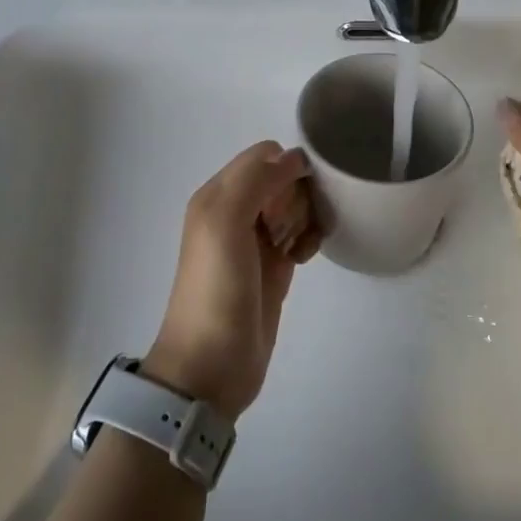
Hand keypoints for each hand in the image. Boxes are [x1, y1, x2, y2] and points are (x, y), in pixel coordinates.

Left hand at [145, 142, 320, 419]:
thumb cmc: (216, 289)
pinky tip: (305, 258)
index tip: (293, 197)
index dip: (285, 168)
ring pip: (296, 205)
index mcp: (219, 194)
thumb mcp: (225, 222)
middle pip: (284, 178)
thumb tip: (295, 158)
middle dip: (299, 196)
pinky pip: (301, 233)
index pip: (264, 155)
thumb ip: (256, 180)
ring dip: (307, 218)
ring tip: (300, 247)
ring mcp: (256, 239)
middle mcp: (236, 210)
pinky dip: (309, 239)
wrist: (211, 365)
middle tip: (291, 228)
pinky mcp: (275, 266)